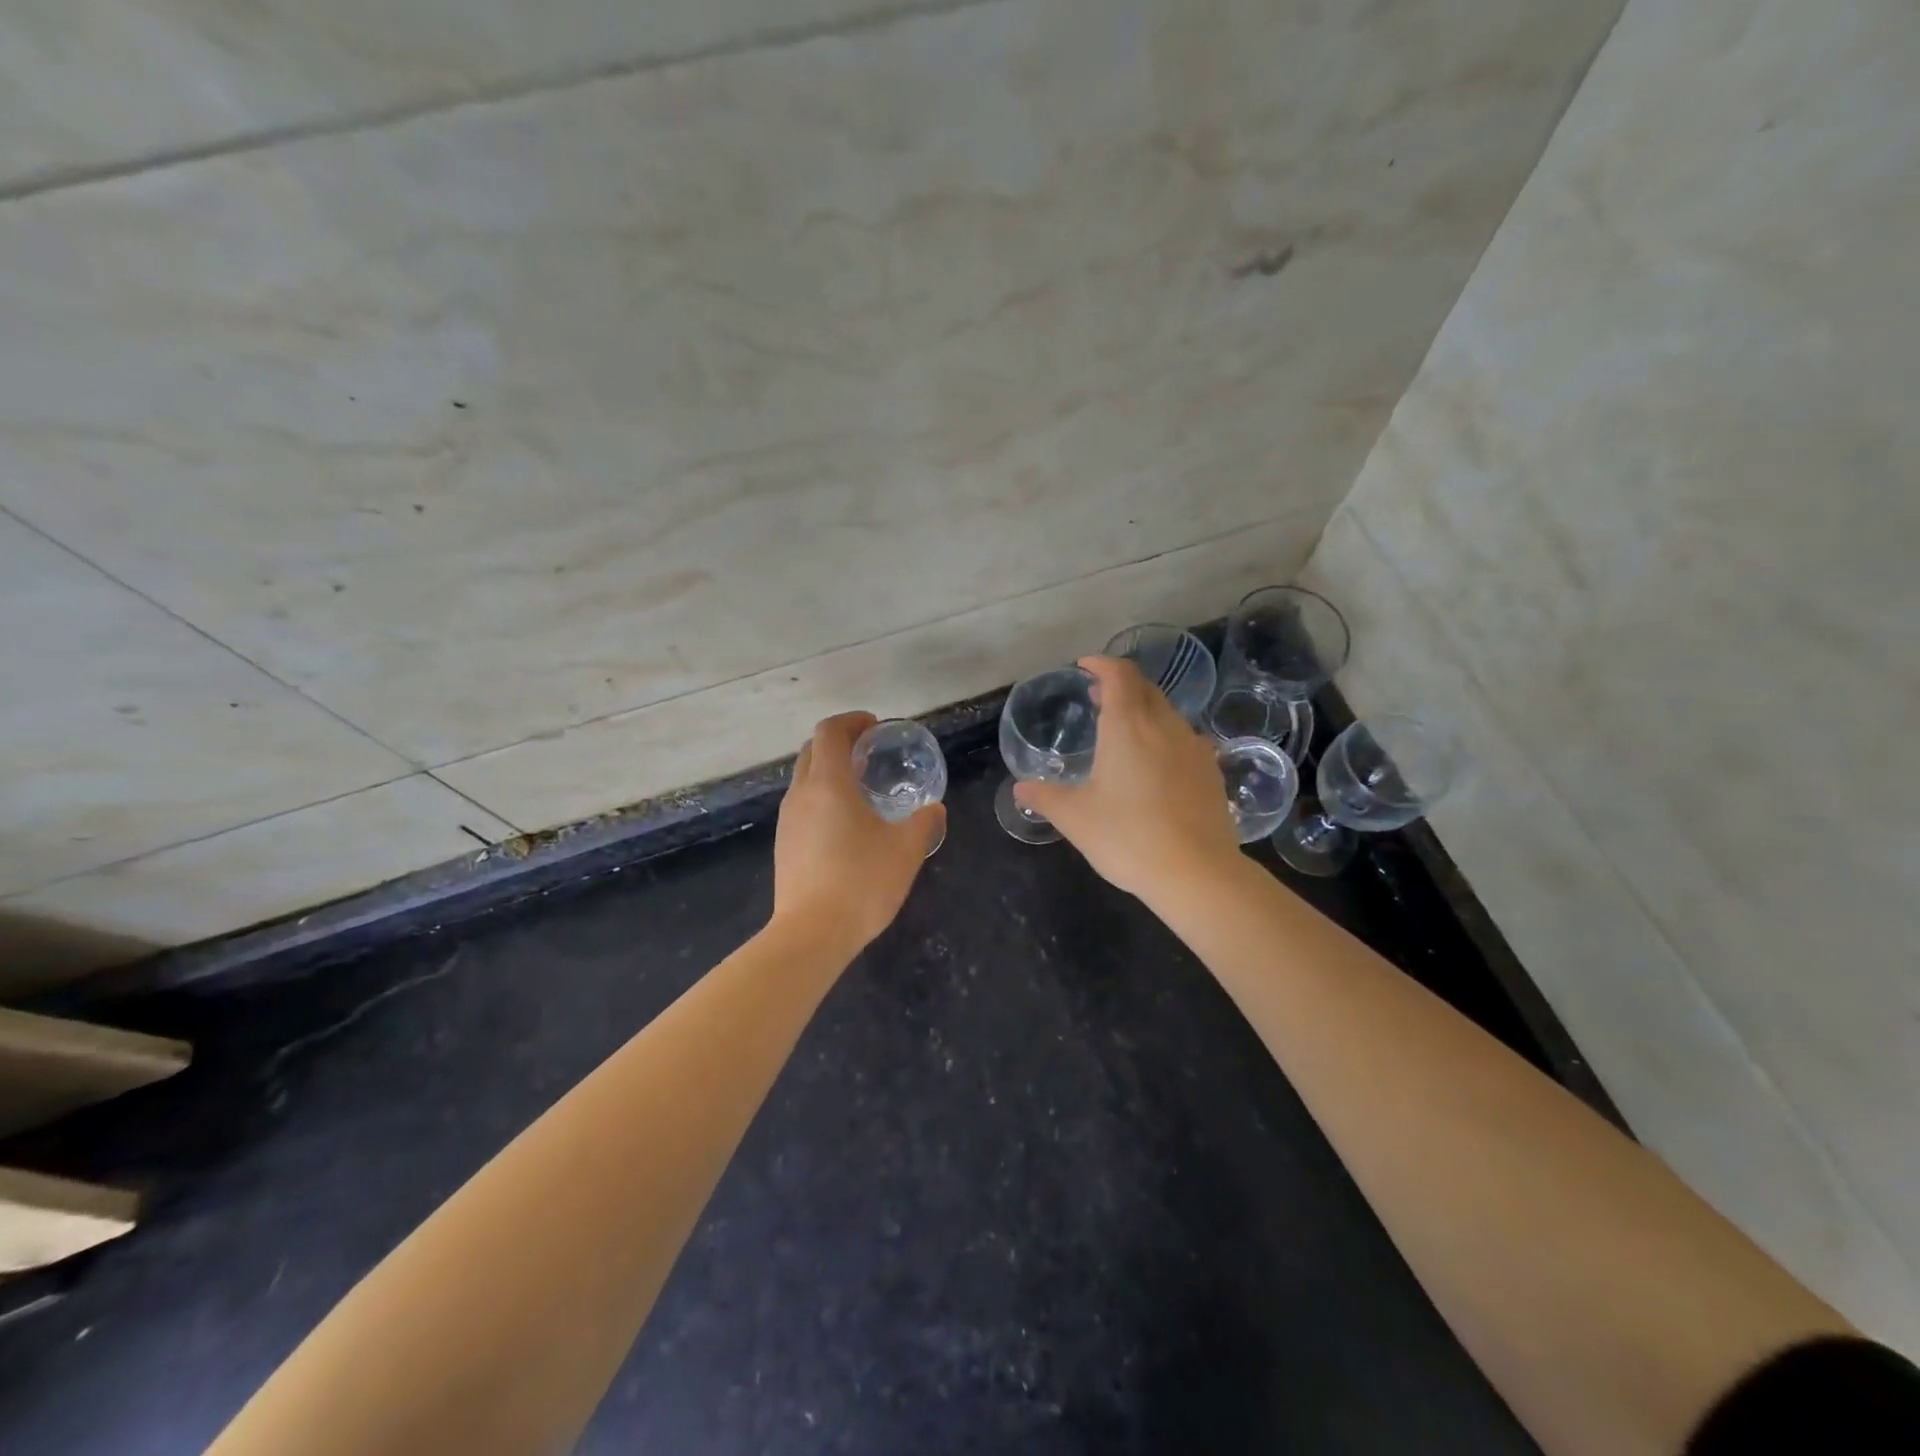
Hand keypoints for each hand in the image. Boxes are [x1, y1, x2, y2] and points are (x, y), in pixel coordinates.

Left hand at [772, 712, 945, 952]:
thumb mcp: (906, 850)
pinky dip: (821, 796)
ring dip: (829, 769)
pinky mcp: (783, 845)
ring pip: (804, 778)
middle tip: (870, 752)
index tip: (875, 727)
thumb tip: (934, 808)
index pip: (829, 731)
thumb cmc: (861, 882)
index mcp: (829, 784)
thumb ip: (923, 822)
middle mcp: (801, 794)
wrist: (811, 934)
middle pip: (812, 750)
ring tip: (860, 787)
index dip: (852, 721)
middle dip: (839, 741)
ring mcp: (787, 821)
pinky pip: (802, 804)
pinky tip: (845, 823)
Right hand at [1015, 657, 1241, 899]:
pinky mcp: (1211, 771)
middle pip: (1145, 688)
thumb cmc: (1128, 837)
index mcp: (1128, 726)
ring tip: (1123, 730)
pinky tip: (1155, 763)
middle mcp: (1164, 726)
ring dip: (1143, 710)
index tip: (1085, 666)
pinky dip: (1163, 735)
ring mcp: (1194, 747)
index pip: (1119, 675)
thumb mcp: (1075, 818)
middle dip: (1120, 685)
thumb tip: (1020, 789)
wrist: (1197, 873)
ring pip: (1167, 713)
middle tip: (1097, 697)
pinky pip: (1184, 738)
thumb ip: (1045, 797)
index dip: (1102, 664)